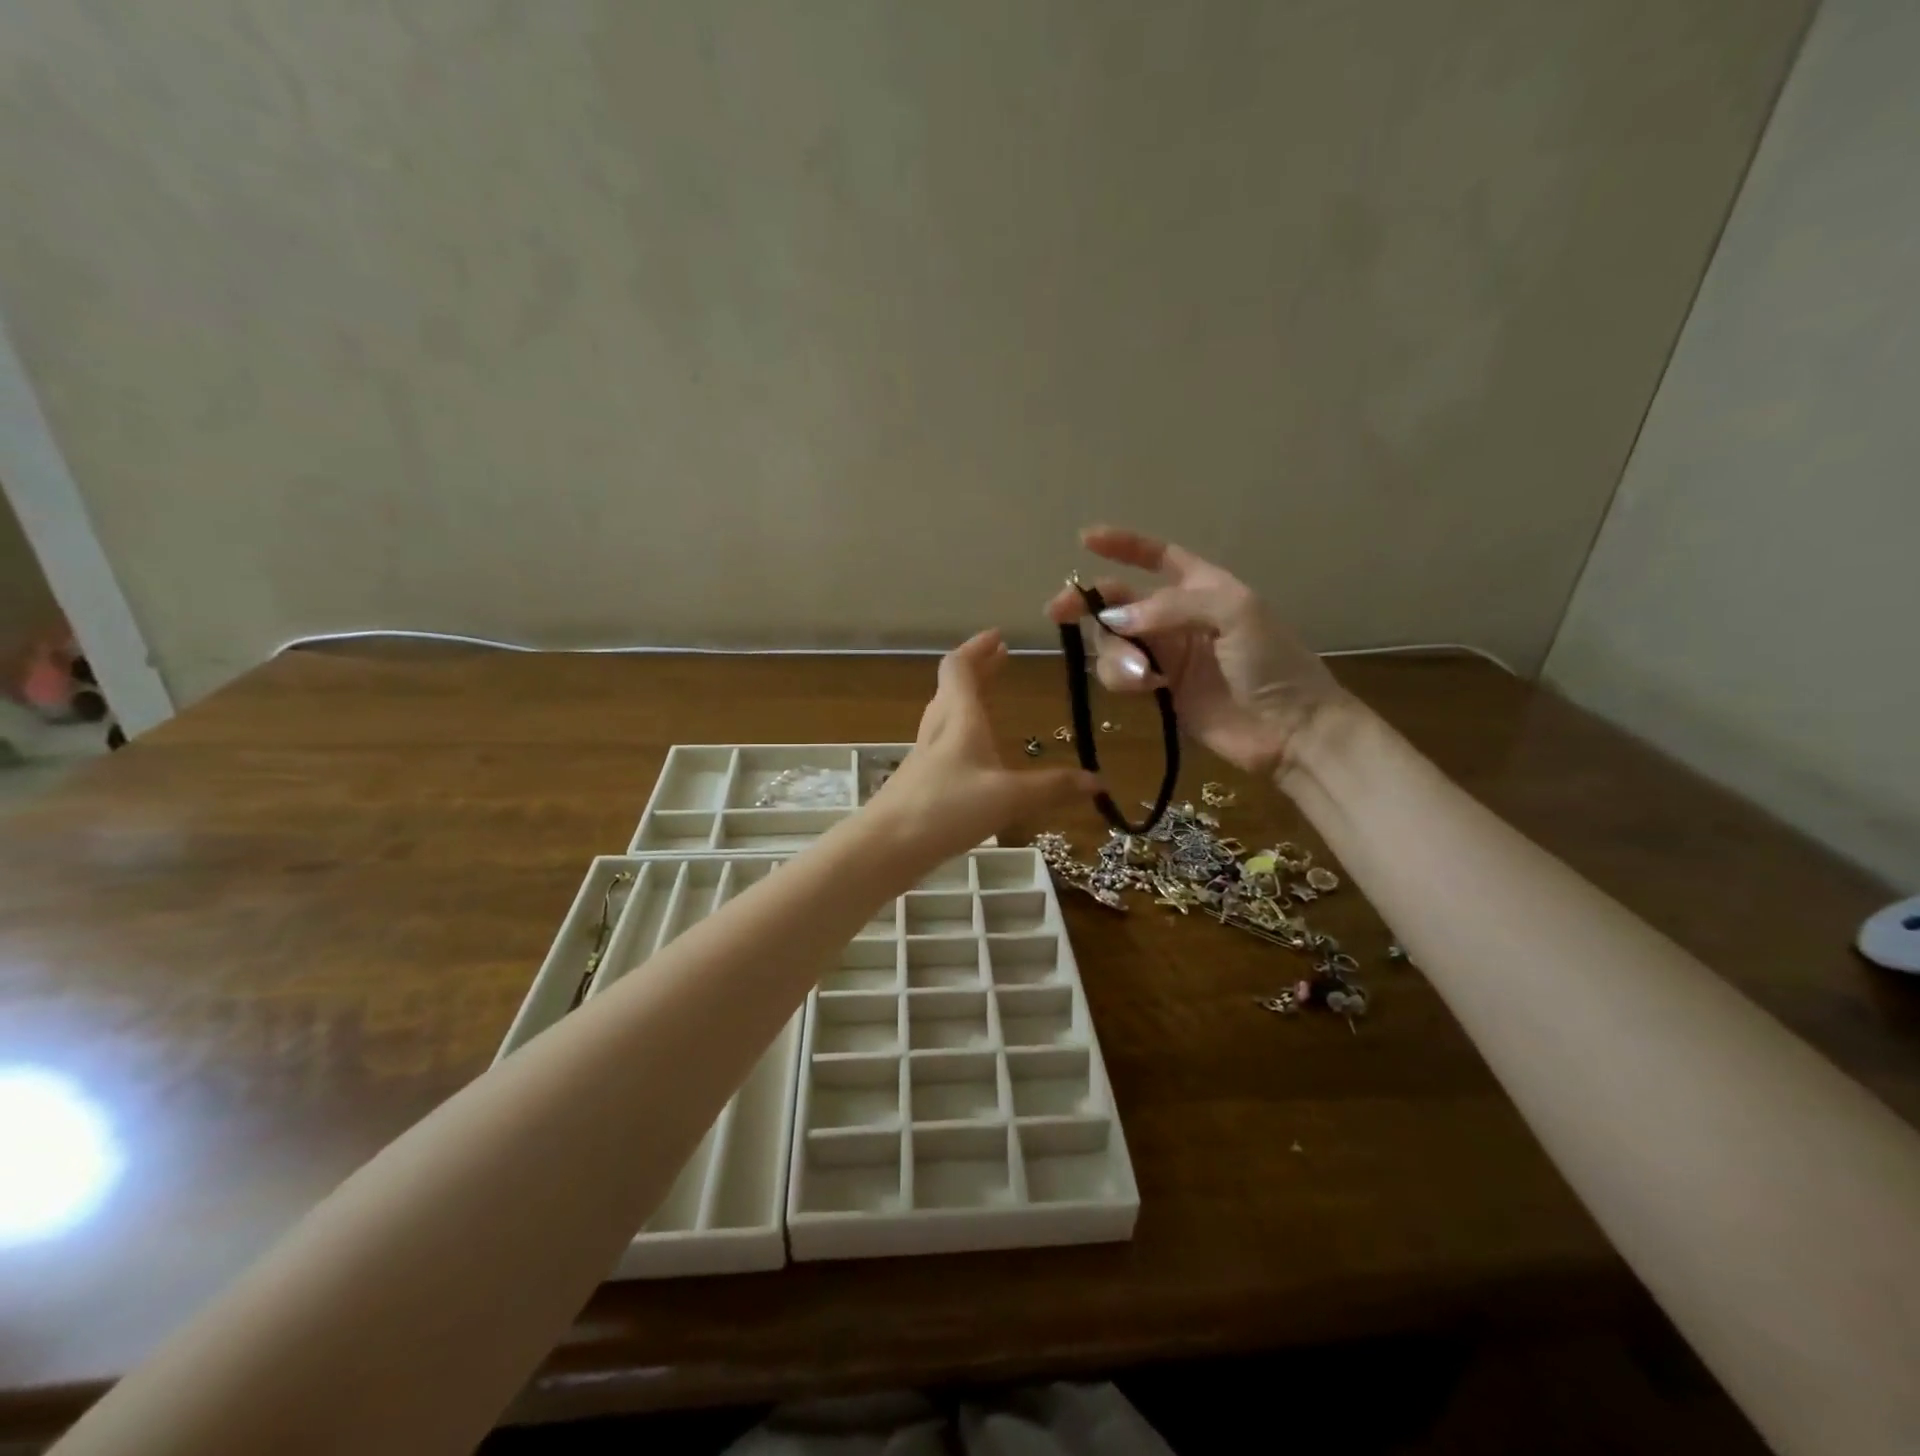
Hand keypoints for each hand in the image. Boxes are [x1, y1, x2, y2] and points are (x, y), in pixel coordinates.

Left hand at [868, 630, 1097, 861]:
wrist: (886, 846)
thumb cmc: (947, 808)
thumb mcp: (1009, 797)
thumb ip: (1053, 788)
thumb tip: (1098, 781)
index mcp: (958, 717)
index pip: (959, 667)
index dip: (977, 649)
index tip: (999, 638)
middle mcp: (938, 729)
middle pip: (952, 687)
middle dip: (978, 670)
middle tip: (1001, 660)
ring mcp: (925, 755)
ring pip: (945, 714)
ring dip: (967, 698)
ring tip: (990, 699)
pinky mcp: (919, 781)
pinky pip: (944, 743)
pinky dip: (962, 732)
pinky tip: (975, 755)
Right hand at [1045, 525, 1350, 777]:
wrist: (1292, 728)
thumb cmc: (1272, 662)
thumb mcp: (1233, 613)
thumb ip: (1170, 607)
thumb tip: (1113, 620)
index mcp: (1201, 586)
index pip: (1155, 556)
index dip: (1122, 546)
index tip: (1084, 541)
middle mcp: (1177, 617)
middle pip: (1119, 601)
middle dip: (1088, 603)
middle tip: (1058, 612)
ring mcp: (1167, 656)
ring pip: (1114, 642)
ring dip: (1115, 654)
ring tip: (1141, 676)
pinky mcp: (1160, 691)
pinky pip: (1122, 676)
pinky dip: (1124, 679)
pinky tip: (1148, 689)